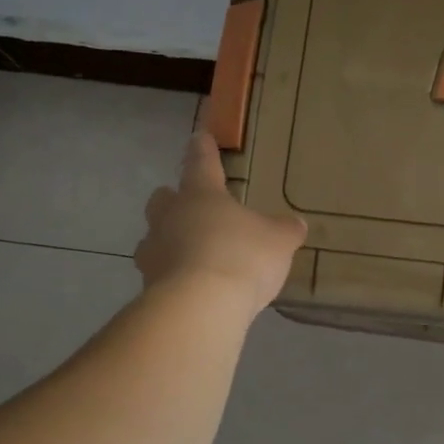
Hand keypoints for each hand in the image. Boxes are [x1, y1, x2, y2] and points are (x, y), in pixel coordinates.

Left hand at [135, 131, 306, 310]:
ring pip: (156, 238)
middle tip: (194, 209)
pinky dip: (175, 276)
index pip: (201, 163)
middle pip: (164, 199)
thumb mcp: (278, 241)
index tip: (200, 136)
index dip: (203, 149)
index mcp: (201, 195)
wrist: (200, 307)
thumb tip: (295, 224)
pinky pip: (161, 274)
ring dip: (171, 242)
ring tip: (194, 256)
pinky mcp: (148, 286)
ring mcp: (154, 253)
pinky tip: (195, 289)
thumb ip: (285, 230)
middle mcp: (170, 217)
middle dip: (175, 201)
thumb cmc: (241, 257)